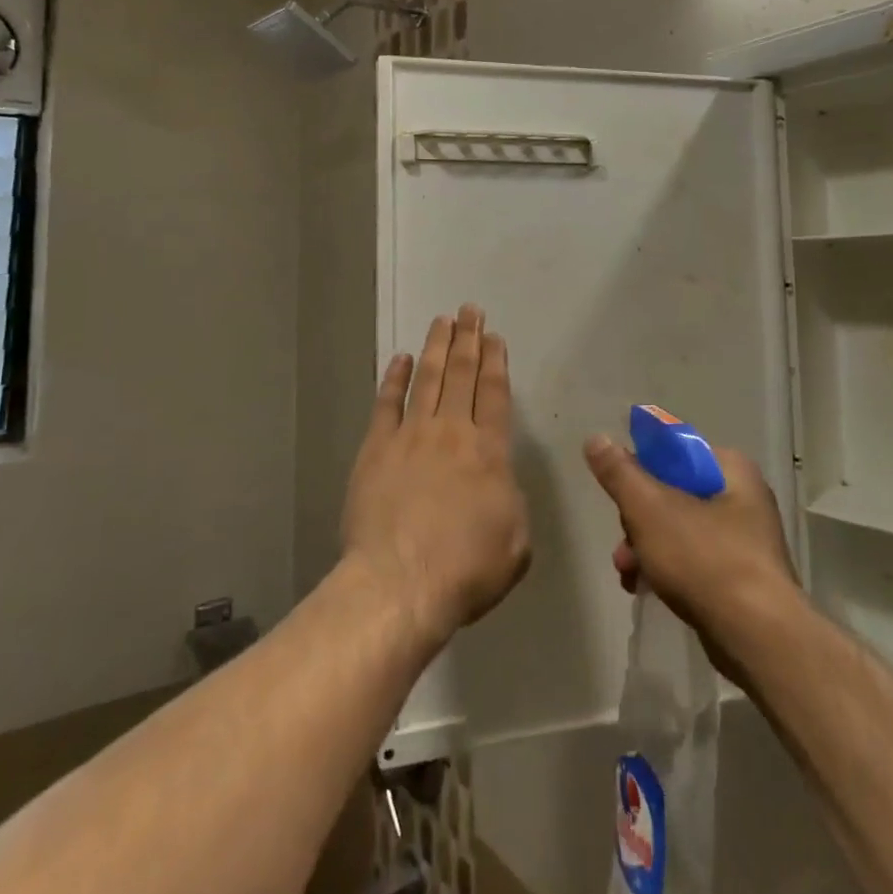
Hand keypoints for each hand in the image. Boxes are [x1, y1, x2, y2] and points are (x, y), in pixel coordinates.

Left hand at [342, 305, 529, 653]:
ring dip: (436, 346)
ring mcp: (411, 435)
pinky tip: (401, 359)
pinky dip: (395, 378)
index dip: (496, 361)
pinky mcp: (376, 448)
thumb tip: (499, 484)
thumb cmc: (466, 569)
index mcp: (490, 451)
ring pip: (427, 378)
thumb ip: (512, 503)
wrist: (400, 583)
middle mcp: (452, 431)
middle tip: (469, 310)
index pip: (496, 394)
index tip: (494, 336)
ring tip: (442, 320)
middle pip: (462, 374)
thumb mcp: (516, 543)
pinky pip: (387, 403)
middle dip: (468, 339)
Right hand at [584, 435, 800, 670]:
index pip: (675, 451)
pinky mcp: (742, 579)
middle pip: (673, 492)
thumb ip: (620, 472)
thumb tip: (596, 439)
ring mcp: (746, 541)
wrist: (758, 639)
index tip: (620, 493)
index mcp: (730, 469)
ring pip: (680, 529)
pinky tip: (644, 588)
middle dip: (638, 519)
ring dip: (646, 547)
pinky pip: (695, 561)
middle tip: (623, 542)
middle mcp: (744, 497)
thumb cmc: (705, 559)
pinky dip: (668, 570)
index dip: (641, 467)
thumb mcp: (649, 508)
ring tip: (626, 572)